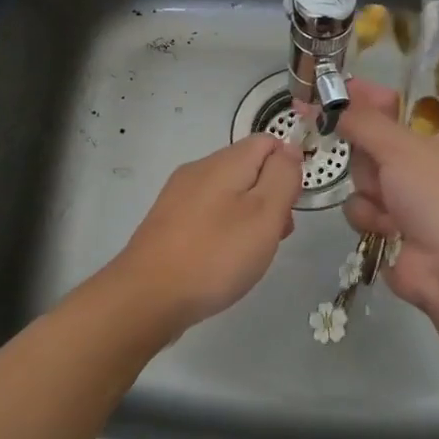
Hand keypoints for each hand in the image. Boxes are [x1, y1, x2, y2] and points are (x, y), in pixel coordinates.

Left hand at [109, 133, 301, 334]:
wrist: (147, 297)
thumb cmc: (215, 255)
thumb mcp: (264, 213)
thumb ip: (282, 176)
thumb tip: (289, 148)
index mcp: (224, 162)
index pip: (267, 142)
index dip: (288, 167)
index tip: (291, 205)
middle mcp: (198, 170)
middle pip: (248, 169)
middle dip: (270, 197)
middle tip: (275, 236)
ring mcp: (179, 197)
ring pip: (229, 194)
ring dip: (249, 217)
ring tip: (252, 255)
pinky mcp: (167, 223)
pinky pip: (208, 215)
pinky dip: (225, 231)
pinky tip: (224, 261)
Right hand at [337, 77, 438, 319]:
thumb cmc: (438, 195)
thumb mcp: (401, 146)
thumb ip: (362, 120)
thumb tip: (330, 101)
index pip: (393, 106)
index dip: (362, 99)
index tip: (329, 93)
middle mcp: (424, 165)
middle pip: (370, 145)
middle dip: (367, 159)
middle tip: (377, 167)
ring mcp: (407, 199)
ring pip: (361, 180)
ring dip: (368, 192)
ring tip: (389, 208)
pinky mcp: (390, 228)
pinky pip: (360, 209)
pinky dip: (369, 218)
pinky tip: (386, 229)